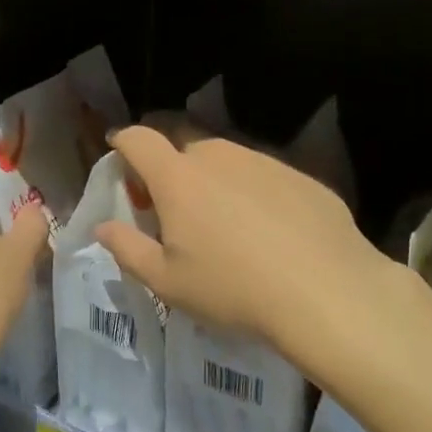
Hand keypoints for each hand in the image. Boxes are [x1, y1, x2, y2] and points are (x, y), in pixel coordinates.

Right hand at [95, 124, 403, 361]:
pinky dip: (252, 192)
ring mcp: (263, 161)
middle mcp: (218, 156)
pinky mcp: (300, 175)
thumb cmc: (233, 289)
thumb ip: (128, 249)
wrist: (327, 291)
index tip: (119, 153)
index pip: (139, 139)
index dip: (123, 142)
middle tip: (172, 206)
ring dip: (212, 179)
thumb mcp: (168, 282)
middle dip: (168, 166)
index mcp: (178, 177)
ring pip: (225, 159)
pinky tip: (268, 230)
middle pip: (182, 145)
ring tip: (223, 222)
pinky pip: (262, 175)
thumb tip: (104, 228)